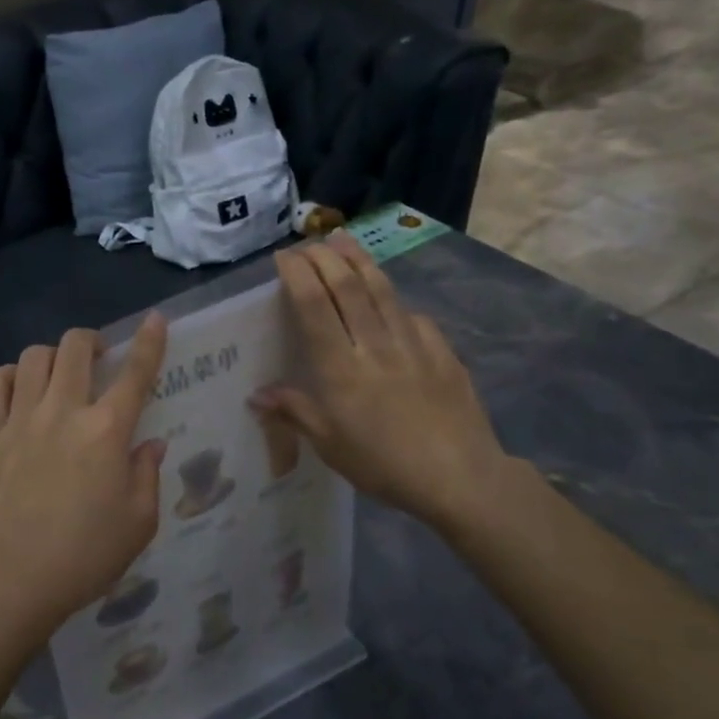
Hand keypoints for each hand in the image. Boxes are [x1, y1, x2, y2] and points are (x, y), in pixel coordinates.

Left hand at [0, 317, 169, 645]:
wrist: (12, 577)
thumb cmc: (85, 555)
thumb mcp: (138, 523)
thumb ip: (146, 475)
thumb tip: (149, 444)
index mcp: (106, 430)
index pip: (135, 373)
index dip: (149, 341)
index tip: (155, 319)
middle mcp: (62, 411)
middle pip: (75, 347)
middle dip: (91, 340)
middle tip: (98, 357)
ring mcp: (19, 419)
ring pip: (32, 357)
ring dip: (51, 356)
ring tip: (57, 375)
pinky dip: (5, 378)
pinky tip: (15, 389)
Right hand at [252, 234, 513, 531]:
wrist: (461, 478)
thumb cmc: (383, 465)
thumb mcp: (329, 445)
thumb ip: (295, 412)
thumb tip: (257, 394)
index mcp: (340, 368)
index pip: (314, 307)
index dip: (297, 275)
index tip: (284, 257)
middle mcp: (374, 345)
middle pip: (346, 287)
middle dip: (324, 258)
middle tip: (308, 243)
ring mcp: (412, 345)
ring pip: (381, 291)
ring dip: (358, 261)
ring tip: (342, 240)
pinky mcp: (441, 352)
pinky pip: (413, 316)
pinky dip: (394, 300)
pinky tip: (389, 298)